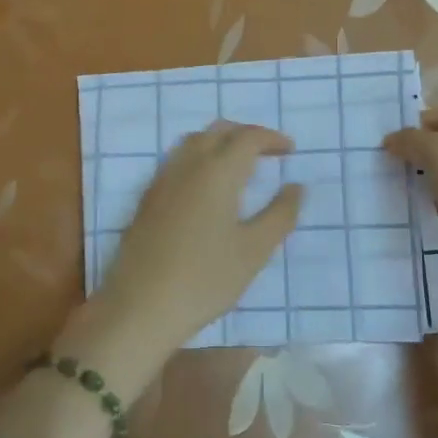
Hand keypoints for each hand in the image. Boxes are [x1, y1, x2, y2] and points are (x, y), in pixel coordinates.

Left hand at [75, 123, 302, 369]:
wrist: (141, 306)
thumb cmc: (205, 279)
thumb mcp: (254, 250)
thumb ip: (280, 214)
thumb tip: (296, 186)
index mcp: (217, 172)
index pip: (247, 137)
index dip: (271, 138)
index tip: (290, 151)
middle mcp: (187, 165)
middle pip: (218, 131)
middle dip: (246, 134)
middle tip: (268, 153)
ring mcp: (162, 180)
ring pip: (194, 142)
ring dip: (220, 142)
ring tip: (239, 165)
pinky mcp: (147, 198)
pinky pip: (177, 160)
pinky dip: (199, 157)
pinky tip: (207, 187)